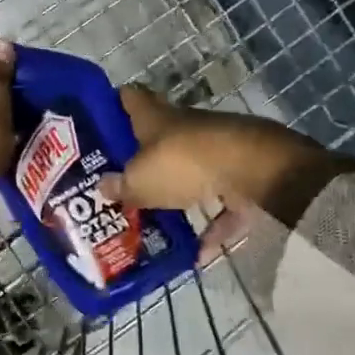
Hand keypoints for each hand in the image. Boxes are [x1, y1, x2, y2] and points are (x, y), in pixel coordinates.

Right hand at [101, 85, 354, 262]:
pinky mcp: (244, 174)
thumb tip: (102, 187)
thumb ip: (121, 186)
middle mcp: (186, 126)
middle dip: (144, 157)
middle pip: (160, 136)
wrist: (253, 169)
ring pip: (192, 170)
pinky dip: (213, 226)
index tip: (101, 122)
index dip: (115, 106)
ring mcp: (217, 149)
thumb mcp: (140, 180)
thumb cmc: (183, 163)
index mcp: (156, 117)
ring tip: (157, 221)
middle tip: (122, 181)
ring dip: (179, 192)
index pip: (131, 99)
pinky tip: (199, 255)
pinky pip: (223, 204)